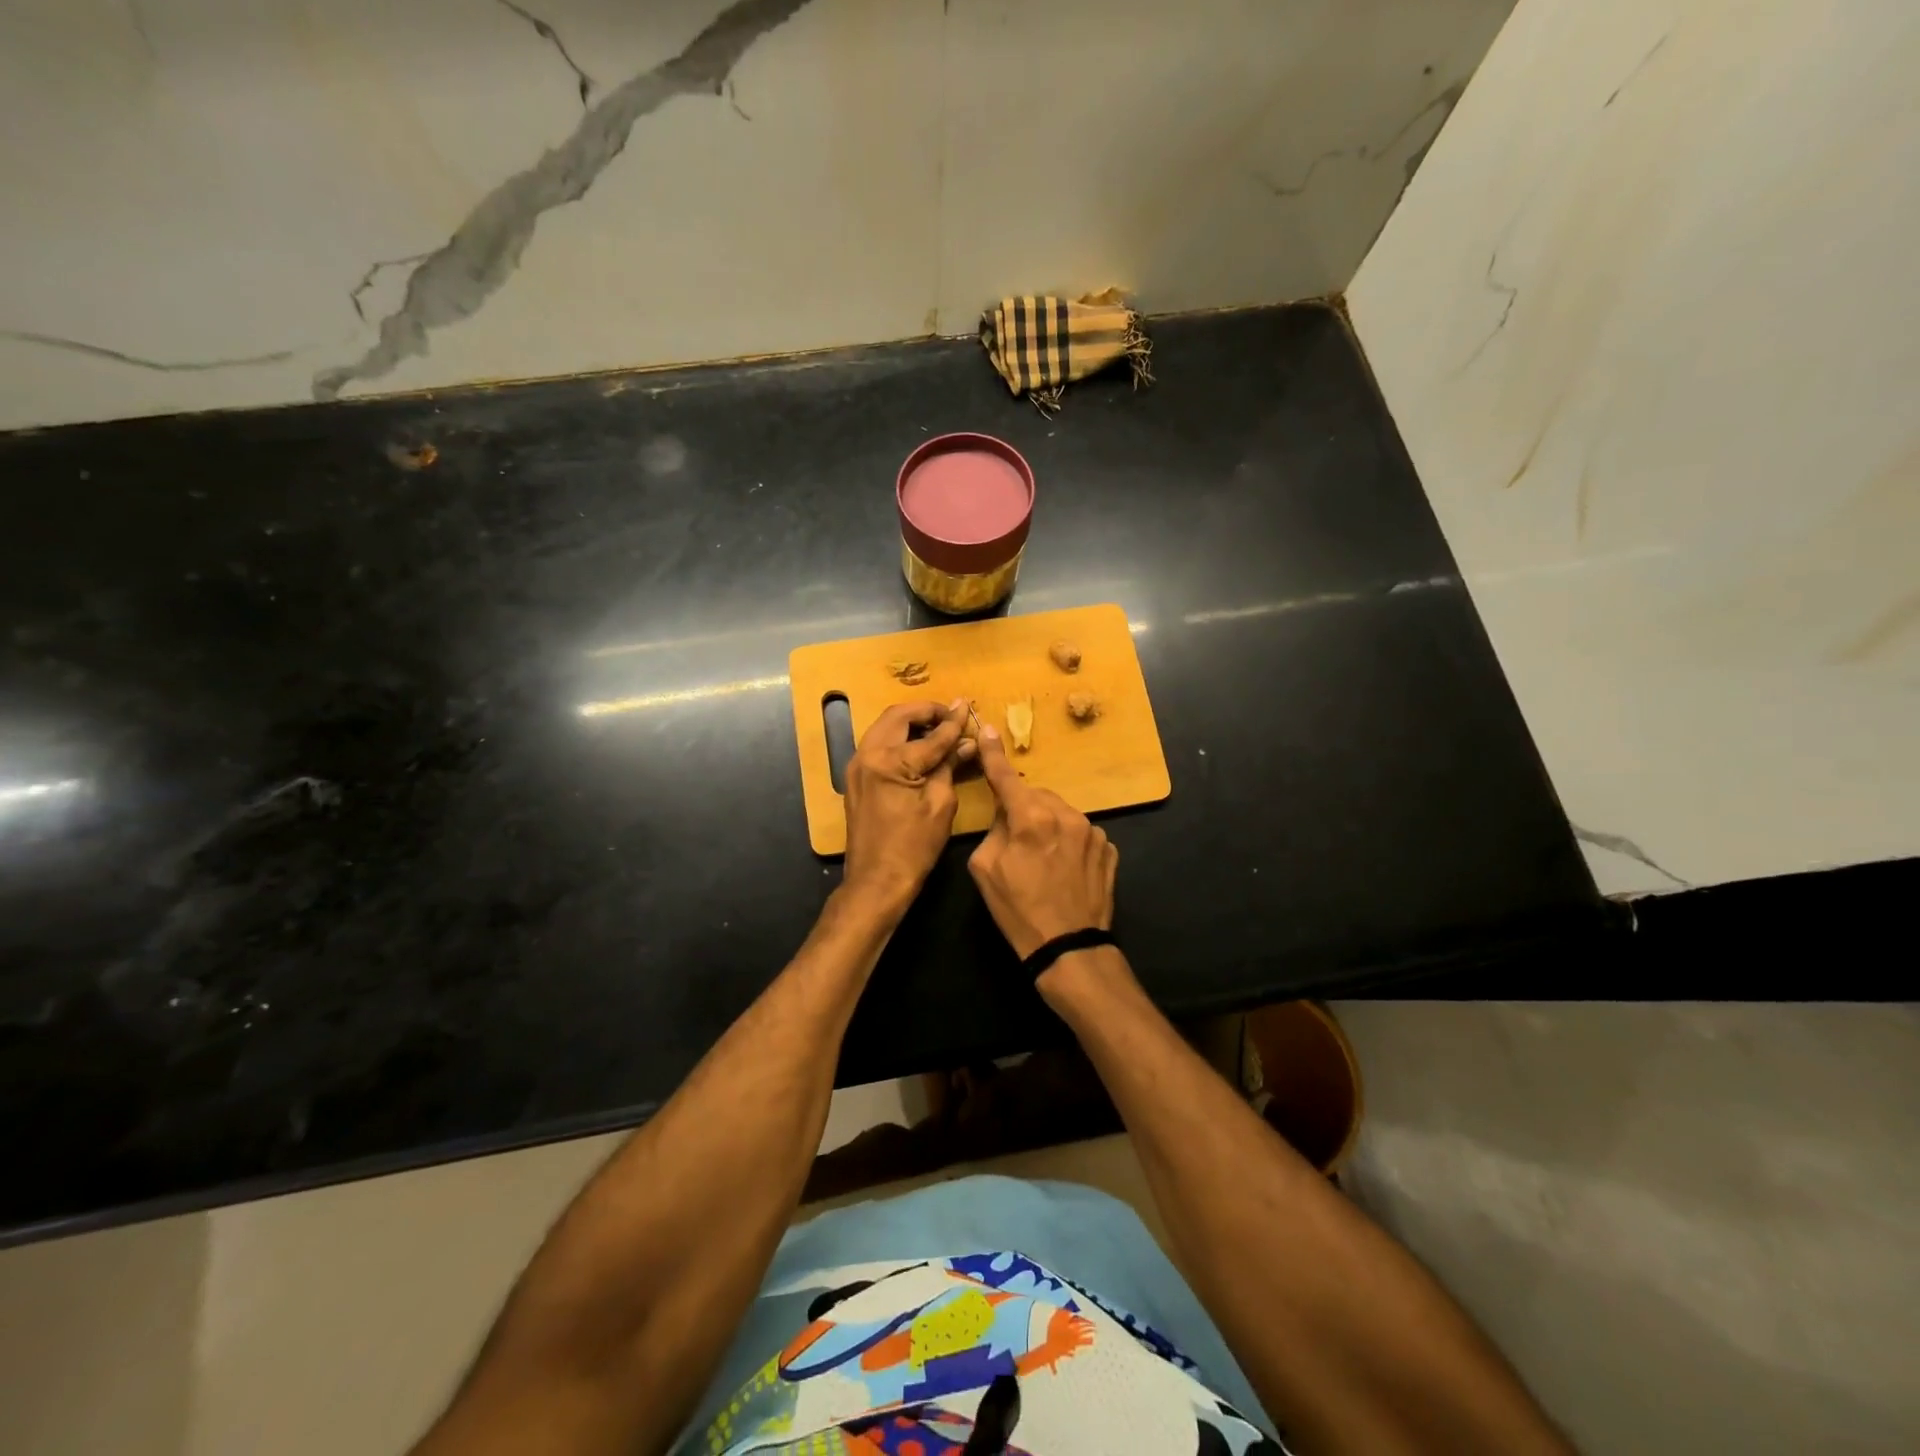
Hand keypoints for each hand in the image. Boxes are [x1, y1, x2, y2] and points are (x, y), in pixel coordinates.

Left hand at [842, 698, 976, 911]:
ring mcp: (857, 766)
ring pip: (884, 727)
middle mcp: (867, 755)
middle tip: (951, 716)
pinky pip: (878, 745)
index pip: (929, 734)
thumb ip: (950, 765)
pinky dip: (899, 738)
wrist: (876, 881)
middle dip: (926, 712)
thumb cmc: (913, 847)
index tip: (967, 707)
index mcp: (889, 761)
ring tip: (938, 728)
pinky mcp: (856, 778)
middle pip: (898, 716)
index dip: (952, 722)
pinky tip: (920, 747)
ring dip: (911, 722)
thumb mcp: (940, 804)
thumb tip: (966, 742)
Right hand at [967, 724, 1117, 959]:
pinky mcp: (1109, 849)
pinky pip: (1081, 833)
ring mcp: (1093, 831)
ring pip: (1061, 813)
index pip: (1006, 777)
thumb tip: (1008, 816)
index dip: (994, 754)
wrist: (1069, 948)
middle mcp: (1066, 815)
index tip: (989, 729)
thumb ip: (995, 830)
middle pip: (1037, 796)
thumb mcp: (985, 869)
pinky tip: (1065, 870)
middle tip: (1016, 840)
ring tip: (1044, 860)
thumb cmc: (1018, 911)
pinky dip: (1070, 842)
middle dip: (1024, 808)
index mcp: (1031, 817)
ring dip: (1049, 825)